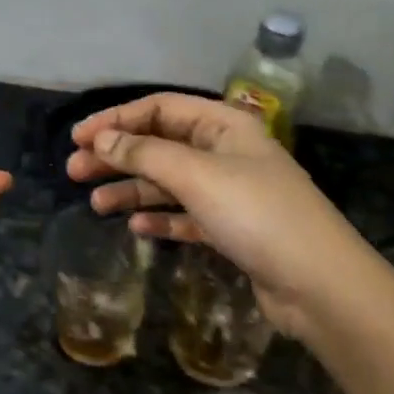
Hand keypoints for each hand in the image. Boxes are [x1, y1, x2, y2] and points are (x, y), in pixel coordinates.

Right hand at [66, 94, 370, 346]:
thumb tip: (101, 140)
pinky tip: (136, 229)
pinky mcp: (232, 229)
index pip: (161, 109)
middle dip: (117, 156)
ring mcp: (231, 192)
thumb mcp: (197, 176)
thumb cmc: (257, 215)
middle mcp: (227, 152)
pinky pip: (186, 215)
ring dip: (132, 189)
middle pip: (161, 145)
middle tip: (74, 171)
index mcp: (225, 126)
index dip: (117, 120)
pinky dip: (161, 218)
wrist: (319, 285)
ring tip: (95, 205)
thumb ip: (145, 154)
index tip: (78, 137)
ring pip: (170, 182)